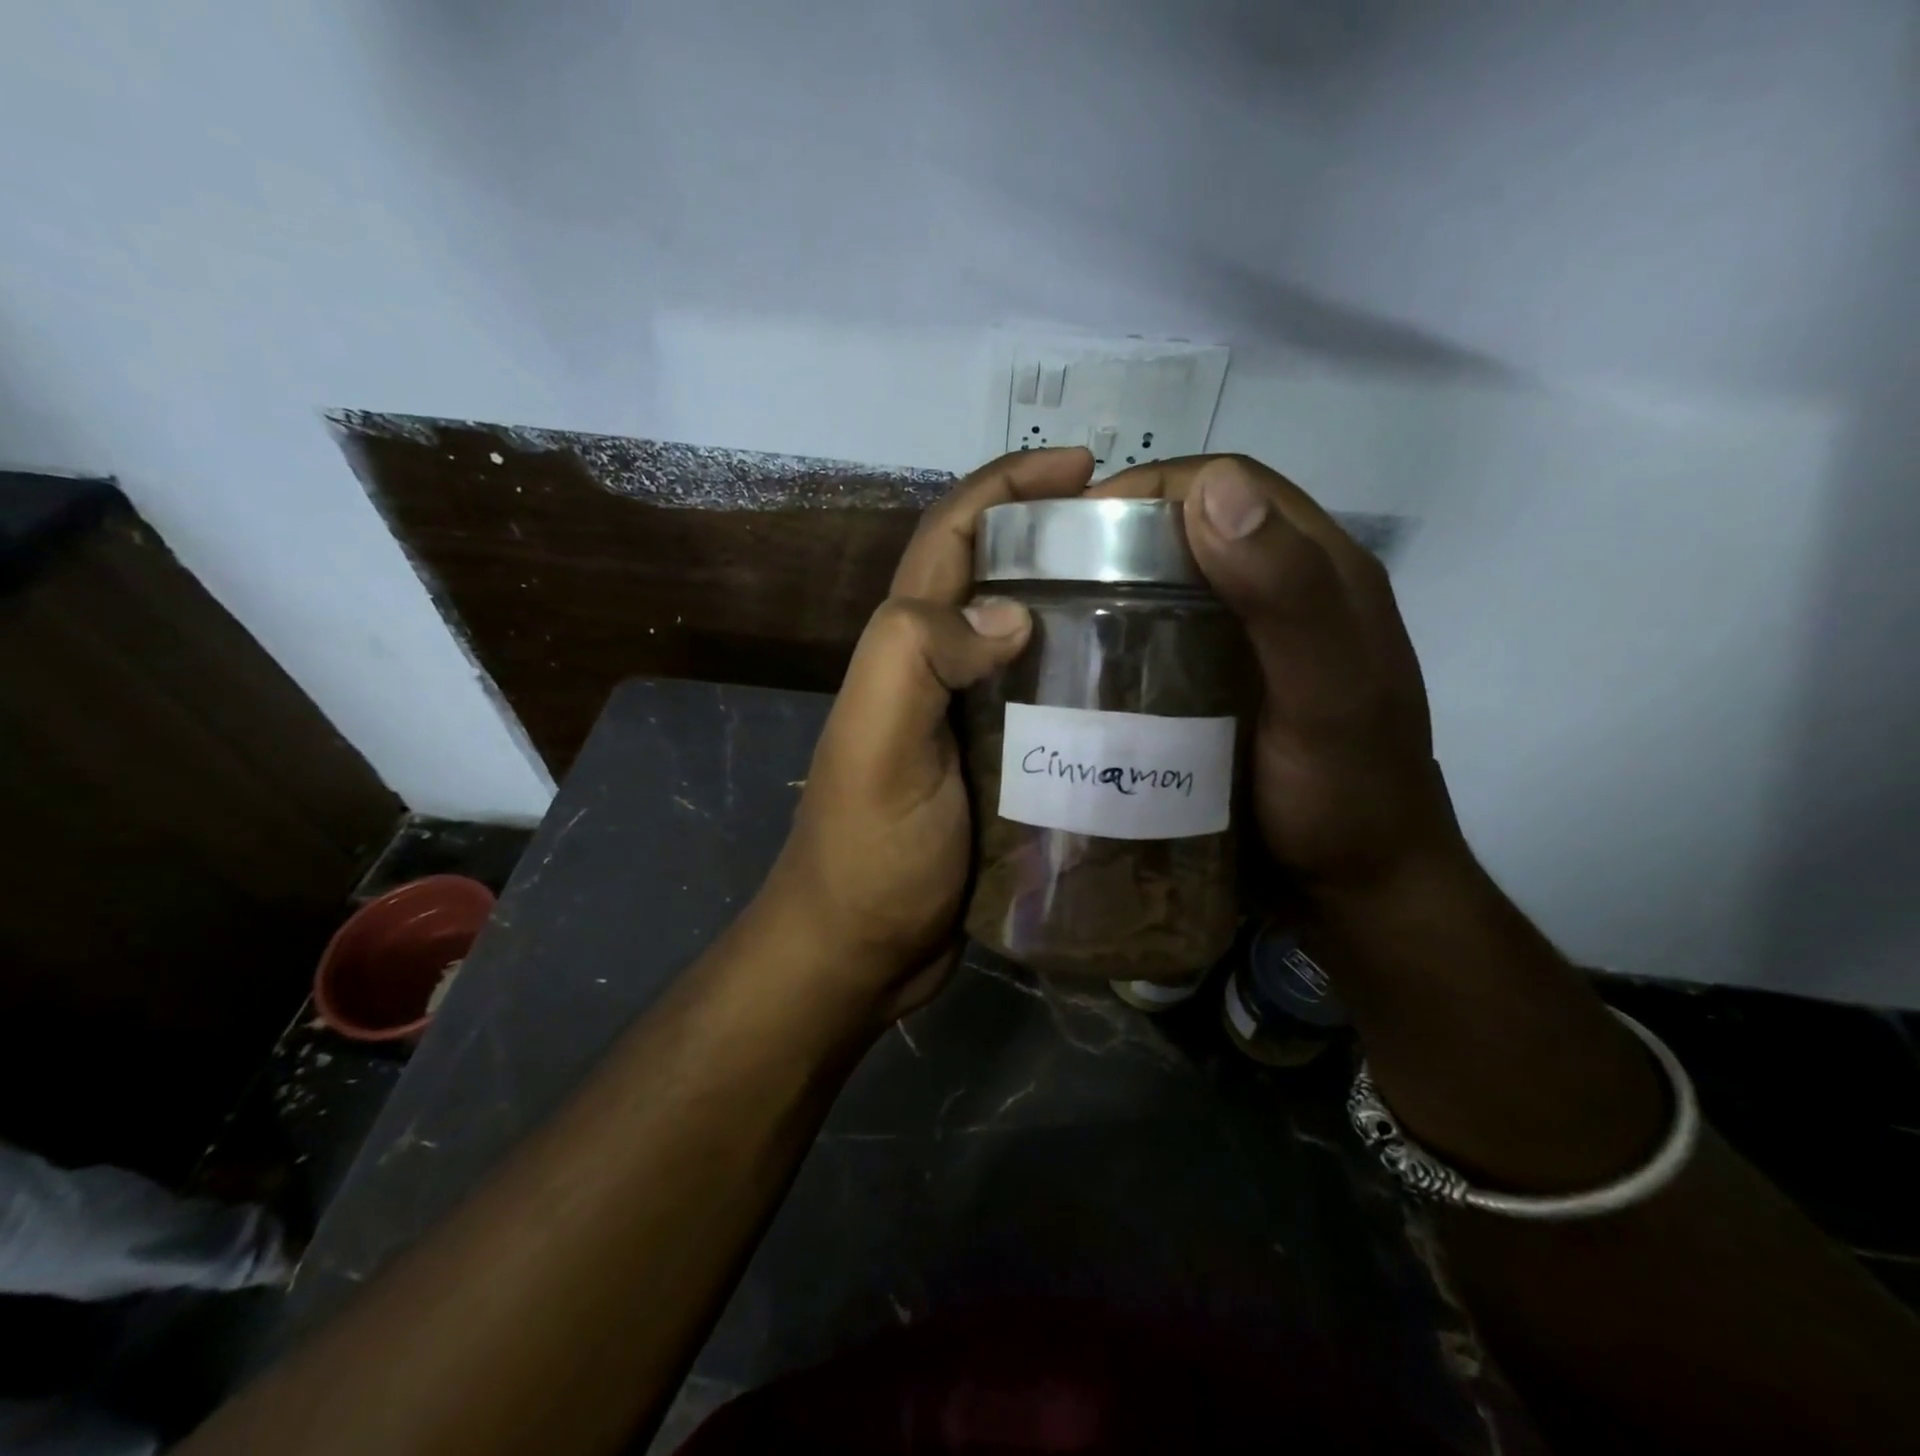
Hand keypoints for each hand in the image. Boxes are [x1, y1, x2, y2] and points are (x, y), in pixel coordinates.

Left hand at [756, 447, 1096, 1025]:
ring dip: (1084, 608)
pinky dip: (1089, 682)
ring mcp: (972, 719)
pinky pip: (1049, 704)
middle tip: (1147, 539)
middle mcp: (938, 668)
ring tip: (1165, 602)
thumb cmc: (867, 854)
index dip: (1011, 485)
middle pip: (1000, 576)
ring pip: (1032, 639)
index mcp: (905, 646)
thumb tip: (1011, 609)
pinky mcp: (1001, 766)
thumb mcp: (877, 746)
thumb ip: (918, 657)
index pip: (954, 533)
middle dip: (1062, 539)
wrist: (862, 953)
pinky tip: (1145, 689)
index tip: (1086, 467)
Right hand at [1090, 454, 1463, 892]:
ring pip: (1175, 585)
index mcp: (1322, 571)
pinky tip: (1085, 663)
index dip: (1154, 488)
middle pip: (1196, 532)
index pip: (1233, 486)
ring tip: (1052, 615)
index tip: (1076, 523)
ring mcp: (1253, 644)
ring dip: (1116, 587)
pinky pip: (1167, 639)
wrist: (1355, 892)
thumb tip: (1212, 488)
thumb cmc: (1346, 793)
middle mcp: (1285, 594)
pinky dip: (1124, 636)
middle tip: (1050, 572)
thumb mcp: (1325, 694)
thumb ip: (1287, 593)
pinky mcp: (1224, 686)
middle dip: (1121, 536)